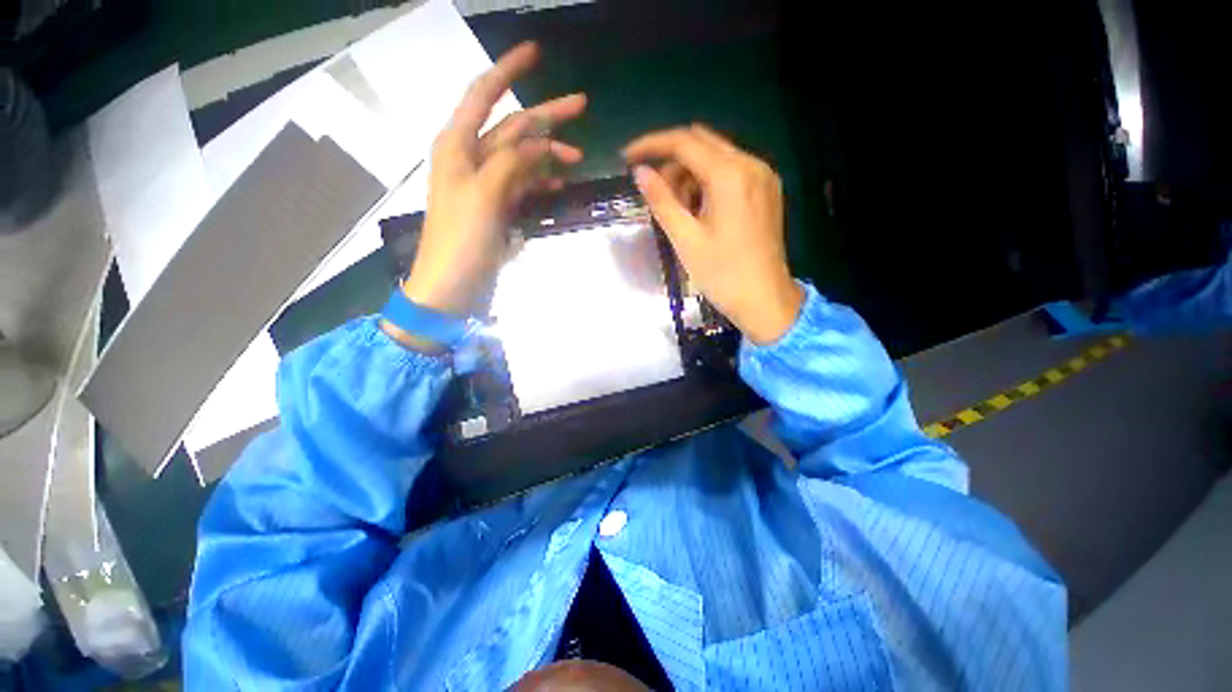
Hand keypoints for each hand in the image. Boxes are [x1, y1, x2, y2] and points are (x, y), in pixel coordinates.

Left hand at [400, 42, 585, 318]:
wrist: (452, 285)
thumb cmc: (460, 240)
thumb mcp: (483, 194)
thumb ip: (510, 162)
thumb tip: (539, 143)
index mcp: (458, 146)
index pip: (483, 95)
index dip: (508, 71)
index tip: (536, 53)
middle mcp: (471, 158)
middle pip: (513, 127)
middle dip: (545, 116)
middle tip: (581, 105)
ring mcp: (487, 185)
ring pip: (522, 157)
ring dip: (549, 154)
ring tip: (578, 158)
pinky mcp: (498, 207)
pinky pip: (524, 185)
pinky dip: (542, 181)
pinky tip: (560, 181)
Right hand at [623, 125, 802, 343]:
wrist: (765, 301)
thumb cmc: (723, 275)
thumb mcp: (686, 239)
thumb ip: (661, 201)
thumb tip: (640, 173)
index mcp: (731, 175)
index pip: (684, 142)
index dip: (651, 145)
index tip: (627, 158)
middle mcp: (751, 165)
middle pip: (701, 144)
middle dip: (671, 162)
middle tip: (655, 194)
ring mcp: (763, 176)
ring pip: (716, 157)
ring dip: (690, 174)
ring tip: (678, 211)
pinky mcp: (767, 191)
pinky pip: (731, 172)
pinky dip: (708, 182)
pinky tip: (699, 210)